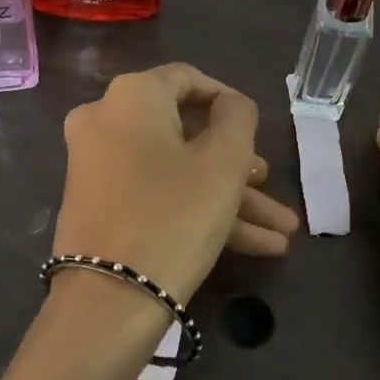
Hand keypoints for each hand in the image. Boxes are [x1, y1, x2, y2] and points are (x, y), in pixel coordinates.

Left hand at [55, 64, 299, 302]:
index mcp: (131, 96)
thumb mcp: (223, 162)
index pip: (188, 79)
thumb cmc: (175, 215)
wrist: (109, 300)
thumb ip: (238, 118)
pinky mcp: (99, 206)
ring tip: (281, 232)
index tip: (259, 131)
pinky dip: (198, 211)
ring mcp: (98, 166)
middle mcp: (105, 121)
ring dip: (229, 198)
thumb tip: (230, 105)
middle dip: (238, 166)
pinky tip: (255, 246)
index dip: (230, 102)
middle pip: (185, 134)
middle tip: (271, 187)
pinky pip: (156, 194)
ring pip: (176, 171)